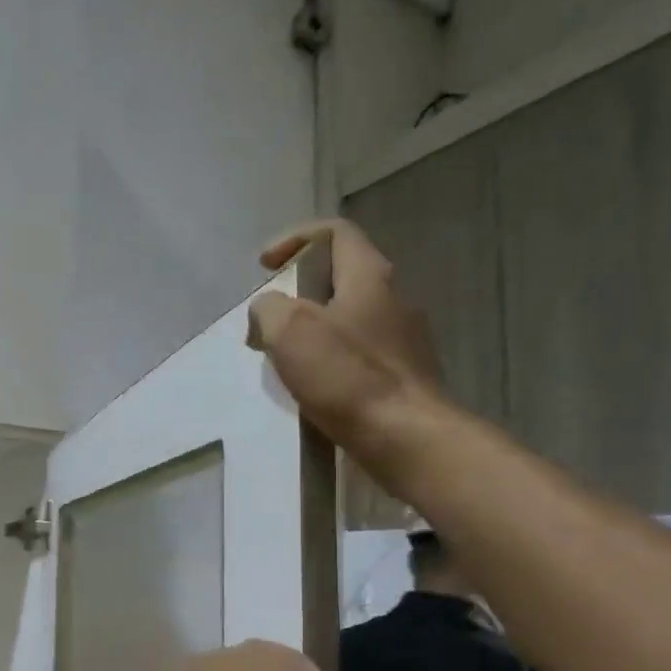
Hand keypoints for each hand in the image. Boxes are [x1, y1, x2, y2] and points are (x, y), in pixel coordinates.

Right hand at [247, 219, 451, 483]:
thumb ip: (270, 308)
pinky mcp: (402, 377)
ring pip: (348, 320)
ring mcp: (403, 340)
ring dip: (312, 332)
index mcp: (370, 276)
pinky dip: (330, 363)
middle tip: (269, 322)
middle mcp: (394, 299)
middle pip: (340, 279)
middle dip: (298, 294)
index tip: (265, 266)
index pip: (334, 233)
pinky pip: (358, 356)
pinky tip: (312, 390)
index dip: (294, 239)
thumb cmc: (347, 377)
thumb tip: (268, 311)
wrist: (405, 438)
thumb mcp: (290, 330)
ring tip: (284, 360)